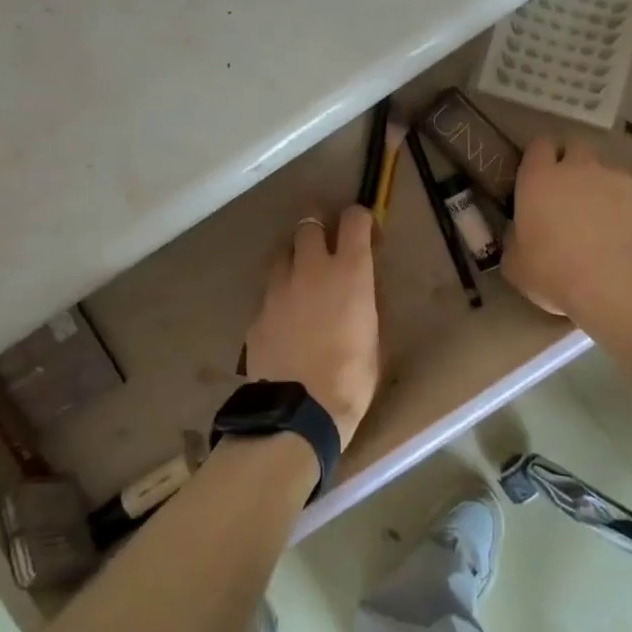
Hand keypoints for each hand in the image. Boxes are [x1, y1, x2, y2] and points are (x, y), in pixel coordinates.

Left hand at [244, 206, 379, 448]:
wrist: (299, 413)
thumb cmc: (352, 378)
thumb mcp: (375, 337)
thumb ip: (366, 303)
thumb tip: (361, 290)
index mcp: (349, 272)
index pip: (353, 219)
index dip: (360, 219)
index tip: (364, 232)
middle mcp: (311, 269)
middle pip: (308, 223)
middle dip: (318, 225)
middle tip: (326, 243)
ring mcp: (278, 289)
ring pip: (282, 253)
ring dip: (294, 257)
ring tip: (302, 279)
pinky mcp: (257, 313)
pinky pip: (269, 292)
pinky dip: (279, 297)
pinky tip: (286, 321)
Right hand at [504, 137, 631, 320]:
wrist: (620, 288)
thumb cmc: (555, 272)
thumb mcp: (516, 264)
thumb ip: (516, 240)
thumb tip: (520, 234)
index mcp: (541, 178)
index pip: (539, 145)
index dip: (538, 156)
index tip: (537, 174)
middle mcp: (581, 169)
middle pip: (577, 147)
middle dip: (573, 162)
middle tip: (568, 192)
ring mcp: (621, 184)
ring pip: (610, 174)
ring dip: (603, 189)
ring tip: (602, 223)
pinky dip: (630, 215)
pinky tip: (627, 243)